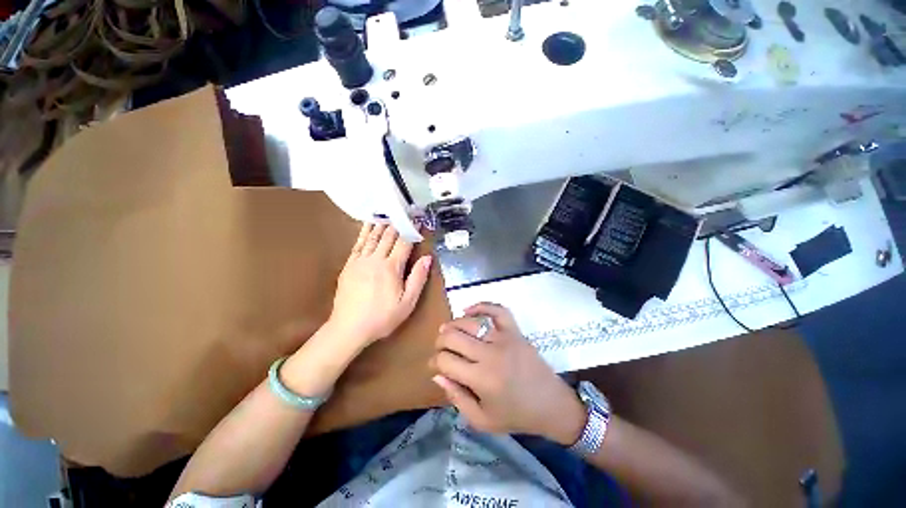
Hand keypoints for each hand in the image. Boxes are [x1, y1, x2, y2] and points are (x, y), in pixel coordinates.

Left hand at [328, 223, 432, 346]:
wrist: (349, 328)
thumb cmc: (382, 317)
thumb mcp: (407, 302)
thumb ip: (418, 278)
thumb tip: (427, 258)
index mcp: (391, 267)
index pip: (404, 243)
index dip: (412, 230)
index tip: (418, 220)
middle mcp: (376, 259)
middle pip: (388, 236)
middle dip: (398, 223)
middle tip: (404, 211)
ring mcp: (360, 261)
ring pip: (373, 237)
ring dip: (381, 223)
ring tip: (388, 212)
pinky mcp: (349, 265)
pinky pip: (358, 244)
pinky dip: (364, 232)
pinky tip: (367, 225)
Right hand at [430, 303, 586, 445]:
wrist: (551, 404)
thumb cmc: (516, 415)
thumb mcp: (482, 420)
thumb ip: (456, 398)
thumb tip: (437, 375)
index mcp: (481, 379)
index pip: (445, 360)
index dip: (434, 362)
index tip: (435, 366)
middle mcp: (489, 354)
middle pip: (452, 337)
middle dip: (440, 342)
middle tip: (441, 349)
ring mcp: (503, 338)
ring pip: (469, 322)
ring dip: (453, 325)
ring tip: (448, 331)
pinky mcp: (514, 331)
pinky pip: (496, 310)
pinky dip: (481, 305)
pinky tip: (468, 310)